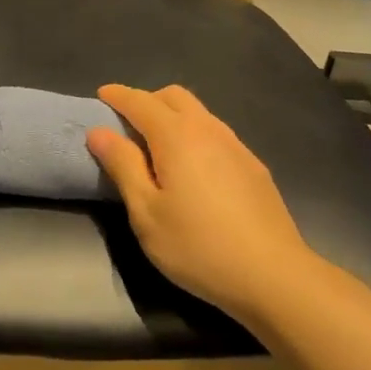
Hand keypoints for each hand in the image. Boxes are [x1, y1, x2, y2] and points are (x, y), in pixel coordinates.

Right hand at [87, 84, 314, 317]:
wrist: (271, 274)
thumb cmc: (196, 246)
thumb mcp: (146, 211)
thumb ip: (122, 166)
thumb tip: (99, 131)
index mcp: (177, 136)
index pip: (141, 102)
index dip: (118, 96)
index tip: (101, 95)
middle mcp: (209, 130)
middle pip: (175, 97)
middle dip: (147, 100)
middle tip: (126, 124)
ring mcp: (237, 146)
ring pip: (199, 114)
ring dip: (173, 116)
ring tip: (155, 146)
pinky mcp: (253, 167)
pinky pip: (216, 134)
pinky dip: (194, 135)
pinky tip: (191, 168)